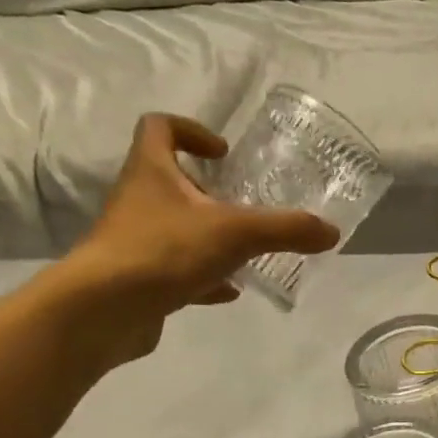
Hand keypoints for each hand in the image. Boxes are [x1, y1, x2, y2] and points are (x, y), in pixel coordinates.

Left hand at [43, 113, 339, 366]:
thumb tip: (331, 231)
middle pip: (169, 180)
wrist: (105, 310)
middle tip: (242, 204)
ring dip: (207, 235)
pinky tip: (229, 291)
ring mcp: (135, 242)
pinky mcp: (139, 280)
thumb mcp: (236, 233)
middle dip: (207, 190)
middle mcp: (138, 200)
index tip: (223, 153)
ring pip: (174, 229)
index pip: (159, 127)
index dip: (190, 130)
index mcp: (151, 171)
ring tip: (244, 249)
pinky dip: (203, 277)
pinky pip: (175, 271)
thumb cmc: (164, 251)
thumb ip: (285, 229)